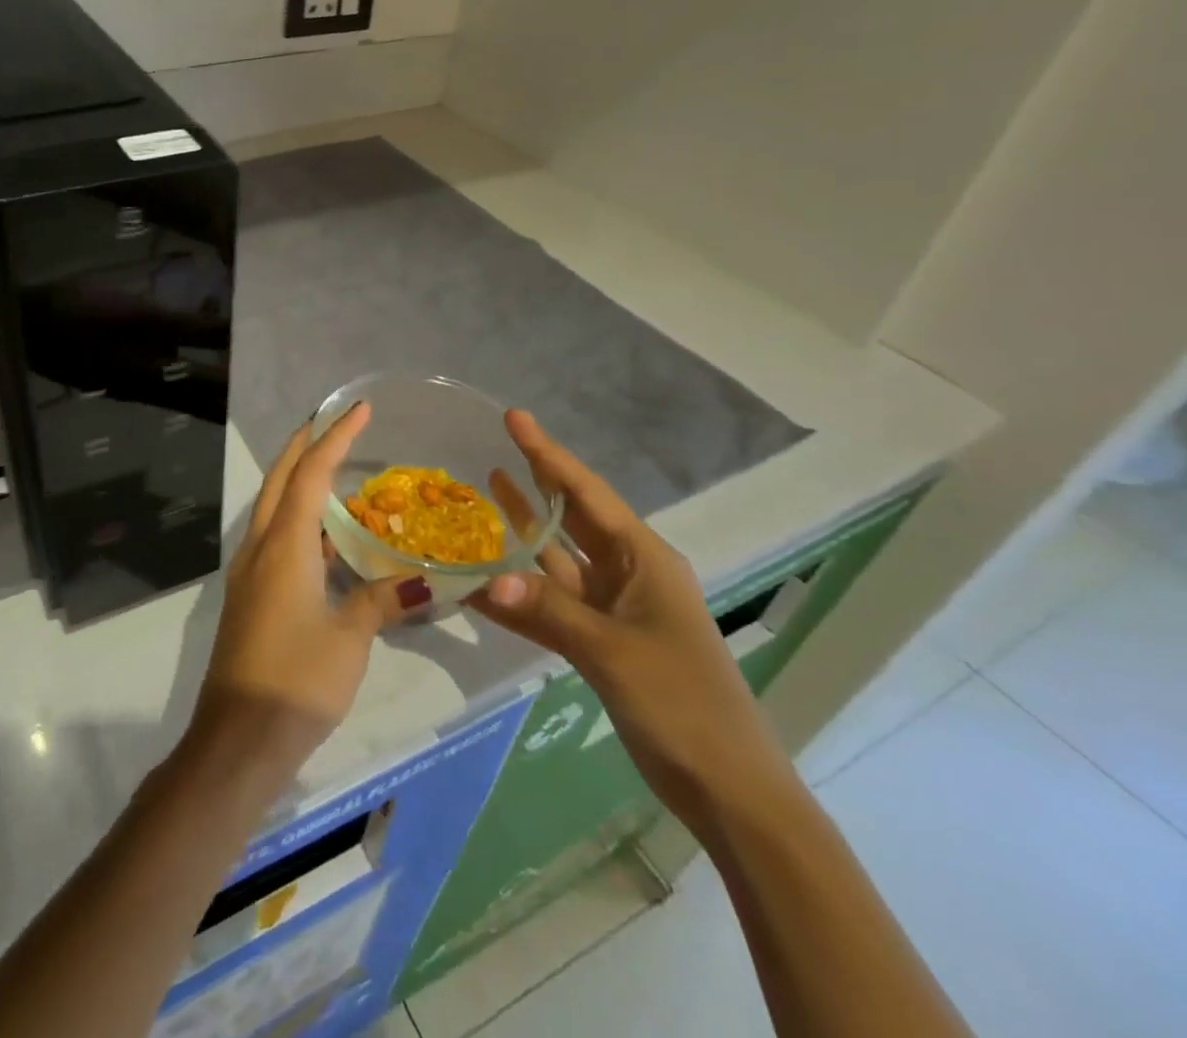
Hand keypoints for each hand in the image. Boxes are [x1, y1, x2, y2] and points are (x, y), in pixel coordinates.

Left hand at [189, 404, 432, 777]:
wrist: (239, 736)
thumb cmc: (297, 680)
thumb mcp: (350, 639)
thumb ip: (382, 601)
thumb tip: (425, 582)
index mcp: (284, 546)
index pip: (310, 474)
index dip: (335, 438)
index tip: (358, 409)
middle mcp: (260, 547)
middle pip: (279, 479)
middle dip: (302, 445)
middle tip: (330, 421)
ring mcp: (249, 571)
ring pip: (272, 507)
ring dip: (295, 479)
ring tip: (329, 467)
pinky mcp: (249, 594)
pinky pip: (273, 537)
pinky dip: (296, 517)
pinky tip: (322, 535)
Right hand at [468, 411, 797, 840]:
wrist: (730, 791)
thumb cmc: (683, 705)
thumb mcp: (614, 652)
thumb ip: (548, 610)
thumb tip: (485, 580)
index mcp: (644, 561)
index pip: (587, 493)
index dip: (548, 454)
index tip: (514, 418)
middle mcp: (629, 574)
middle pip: (573, 516)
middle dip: (537, 481)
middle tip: (496, 445)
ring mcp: (614, 610)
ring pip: (557, 560)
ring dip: (523, 532)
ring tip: (485, 494)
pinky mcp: (601, 643)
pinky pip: (550, 607)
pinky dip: (518, 597)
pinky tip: (481, 585)